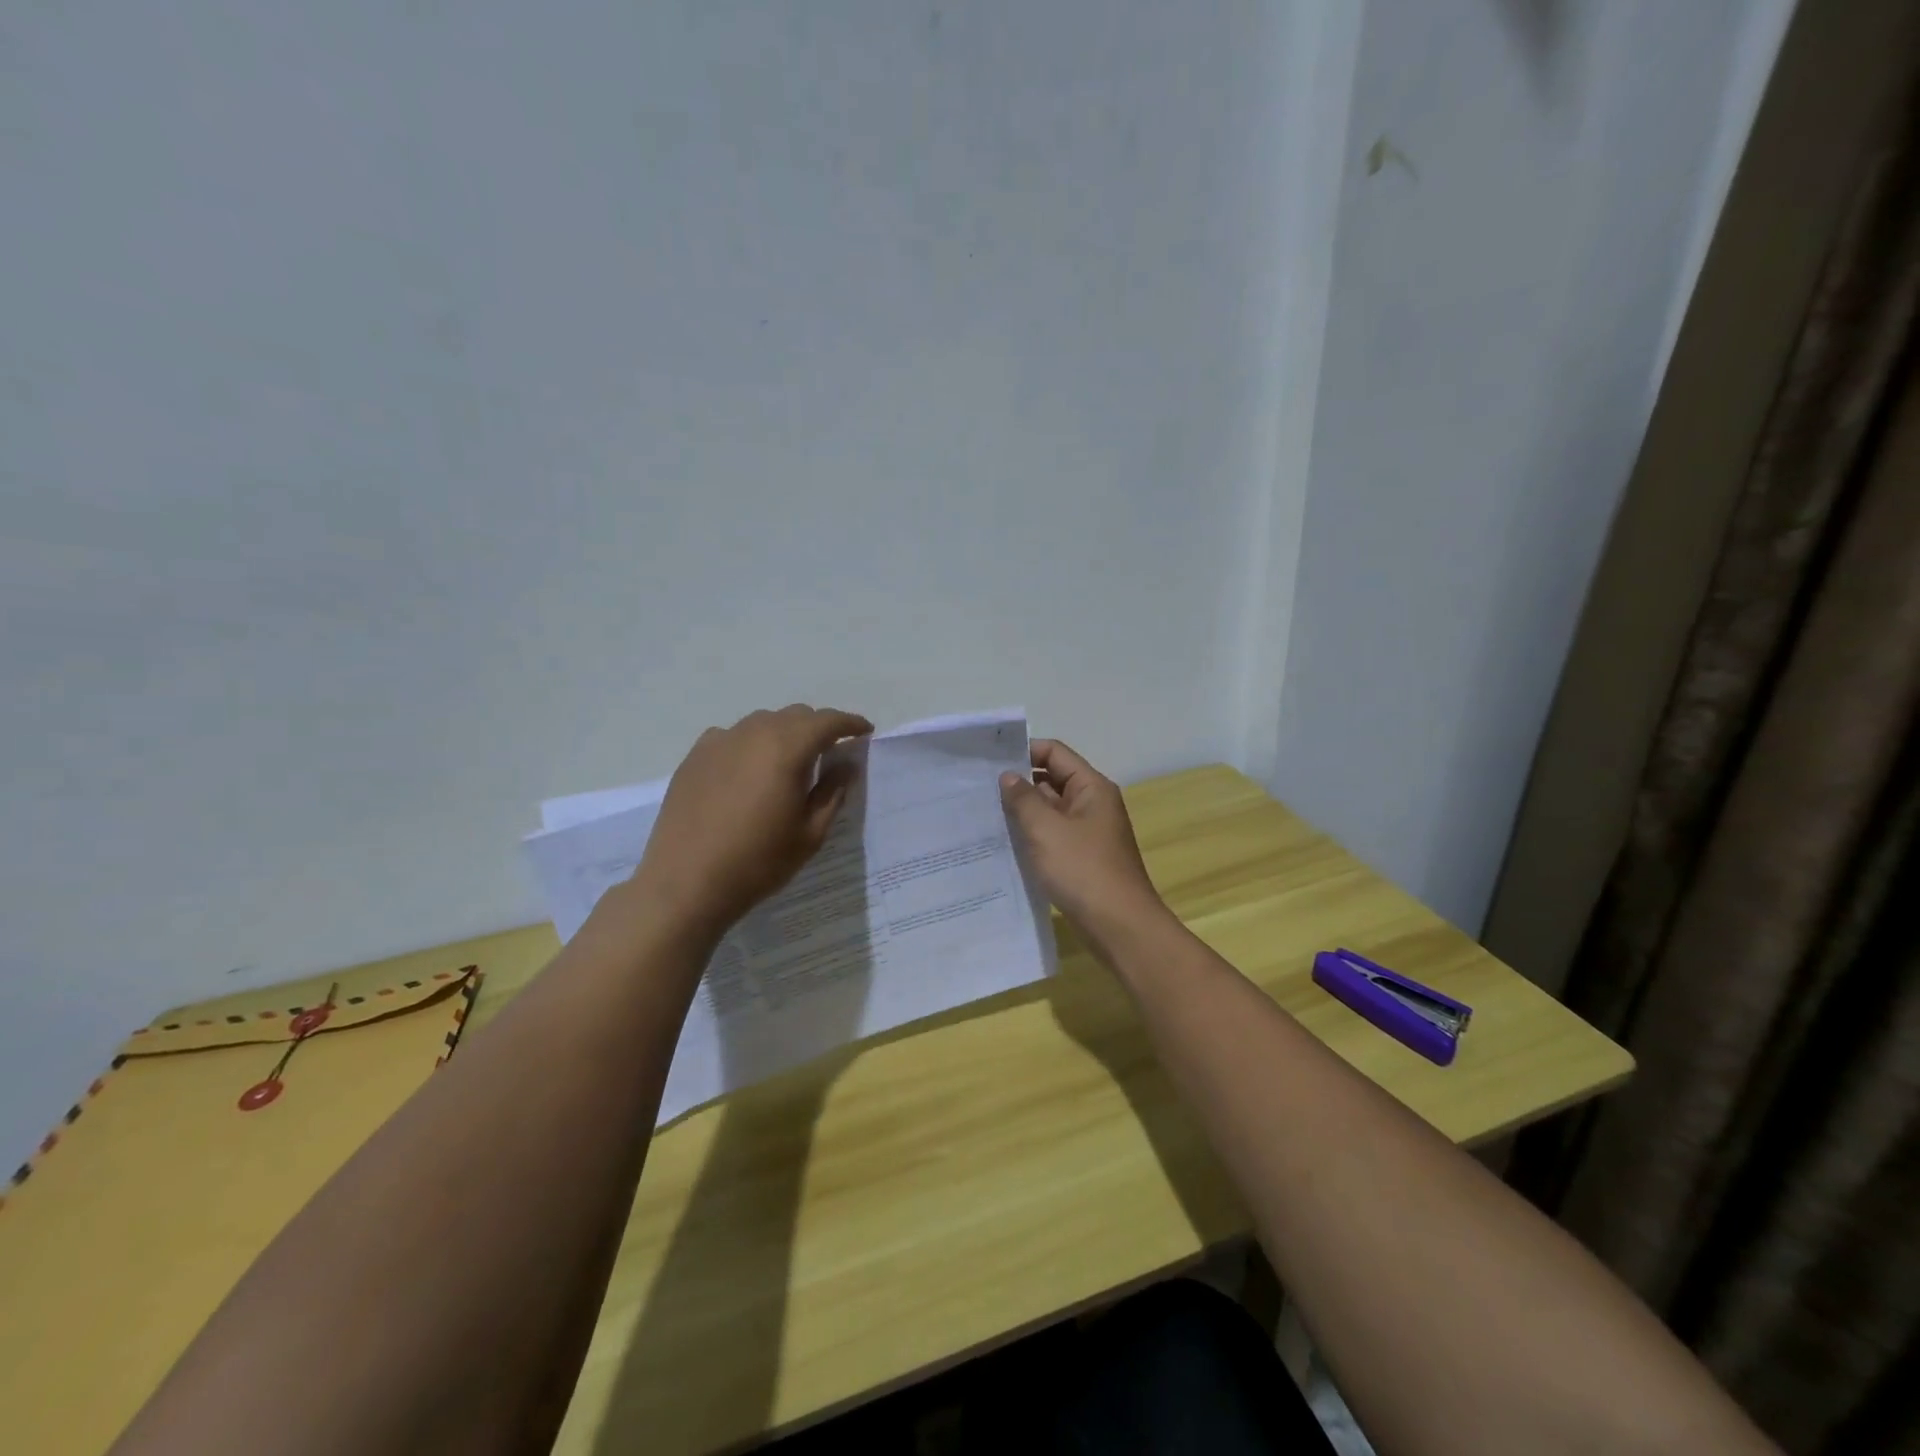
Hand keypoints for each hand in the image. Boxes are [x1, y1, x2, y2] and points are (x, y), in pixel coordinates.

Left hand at [630, 704, 872, 941]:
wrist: (686, 883)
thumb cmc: (758, 861)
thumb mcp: (810, 833)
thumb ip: (833, 792)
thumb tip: (846, 765)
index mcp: (787, 749)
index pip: (827, 721)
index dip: (850, 723)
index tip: (864, 732)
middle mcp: (753, 733)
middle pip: (795, 715)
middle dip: (818, 728)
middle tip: (830, 753)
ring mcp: (719, 741)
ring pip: (762, 722)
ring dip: (784, 733)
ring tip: (788, 762)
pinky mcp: (695, 756)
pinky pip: (732, 736)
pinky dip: (751, 744)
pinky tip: (748, 771)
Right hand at [999, 739, 1167, 951]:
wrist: (1120, 927)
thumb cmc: (1083, 871)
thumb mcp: (1046, 830)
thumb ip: (1023, 799)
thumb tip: (1008, 776)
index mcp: (1091, 788)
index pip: (1055, 753)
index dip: (1023, 751)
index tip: (989, 762)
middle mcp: (1093, 804)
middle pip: (1052, 780)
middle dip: (1018, 783)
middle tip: (978, 789)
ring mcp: (1088, 833)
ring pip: (1050, 810)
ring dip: (1023, 812)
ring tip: (984, 814)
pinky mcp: (1082, 858)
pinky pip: (1053, 836)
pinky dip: (1032, 836)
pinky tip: (1005, 843)